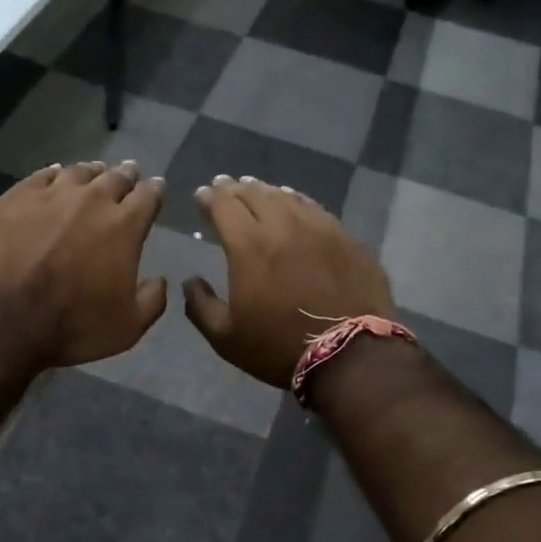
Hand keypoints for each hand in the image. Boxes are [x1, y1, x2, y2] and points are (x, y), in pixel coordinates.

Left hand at [0, 160, 166, 367]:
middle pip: (115, 177)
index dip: (155, 190)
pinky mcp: (16, 197)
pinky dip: (54, 173)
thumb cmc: (71, 325)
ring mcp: (51, 194)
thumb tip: (161, 280)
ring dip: (92, 172)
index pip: (148, 196)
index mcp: (124, 226)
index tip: (157, 187)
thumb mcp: (127, 327)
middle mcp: (92, 200)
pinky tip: (54, 174)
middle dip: (126, 175)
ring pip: (79, 172)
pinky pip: (41, 175)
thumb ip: (151, 300)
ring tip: (95, 172)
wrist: (1, 317)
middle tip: (130, 172)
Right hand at [183, 175, 393, 388]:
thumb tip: (190, 281)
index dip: (209, 197)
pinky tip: (295, 202)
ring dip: (266, 191)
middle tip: (225, 186)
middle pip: (255, 194)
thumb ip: (200, 306)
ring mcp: (319, 228)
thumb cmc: (279, 347)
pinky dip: (297, 201)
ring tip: (256, 189)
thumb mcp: (226, 338)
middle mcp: (283, 226)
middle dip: (235, 188)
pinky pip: (316, 209)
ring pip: (287, 197)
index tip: (202, 195)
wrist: (351, 355)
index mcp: (248, 246)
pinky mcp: (346, 238)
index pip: (224, 205)